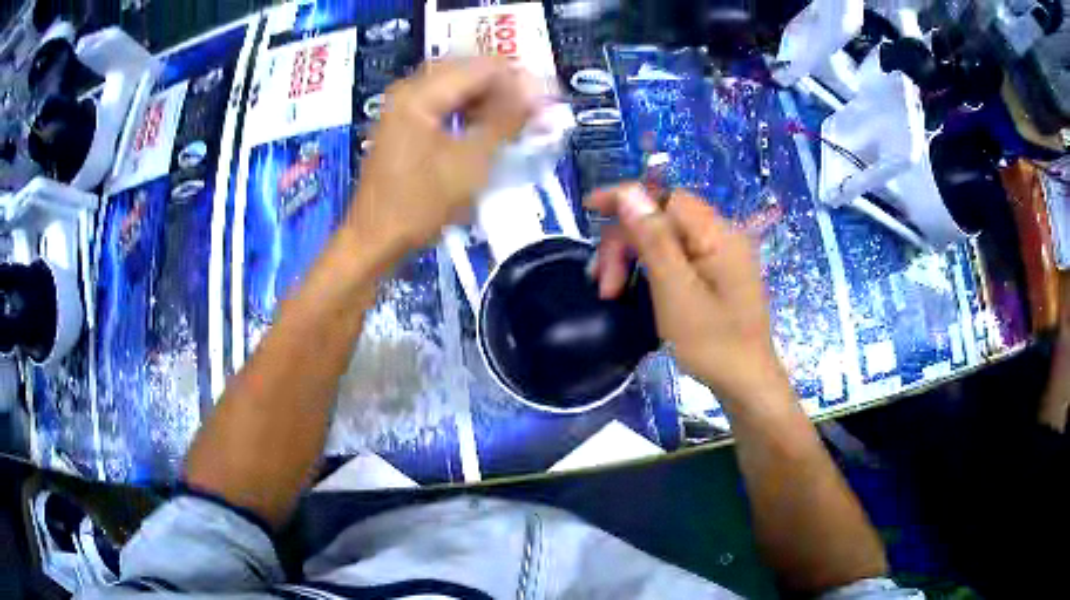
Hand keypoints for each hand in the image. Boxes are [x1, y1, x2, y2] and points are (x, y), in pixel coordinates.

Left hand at [349, 57, 536, 255]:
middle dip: (505, 88)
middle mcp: (409, 90)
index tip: (546, 101)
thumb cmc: (419, 204)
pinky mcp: (405, 124)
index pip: (482, 67)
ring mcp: (404, 107)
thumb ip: (506, 121)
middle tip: (534, 111)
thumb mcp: (470, 163)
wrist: (375, 240)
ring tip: (518, 122)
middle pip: (468, 71)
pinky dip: (470, 113)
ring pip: (457, 87)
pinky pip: (445, 104)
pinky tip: (490, 130)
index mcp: (420, 93)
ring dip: (489, 100)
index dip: (519, 80)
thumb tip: (538, 93)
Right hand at [587, 184, 785, 402]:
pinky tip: (634, 289)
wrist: (746, 383)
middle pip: (662, 220)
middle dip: (625, 242)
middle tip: (602, 283)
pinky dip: (651, 269)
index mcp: (717, 234)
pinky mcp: (716, 275)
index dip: (627, 198)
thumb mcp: (676, 291)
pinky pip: (677, 258)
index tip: (589, 209)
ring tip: (611, 292)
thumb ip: (653, 239)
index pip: (666, 197)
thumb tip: (630, 192)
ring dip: (633, 258)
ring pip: (666, 240)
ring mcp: (720, 256)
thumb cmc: (713, 343)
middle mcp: (721, 236)